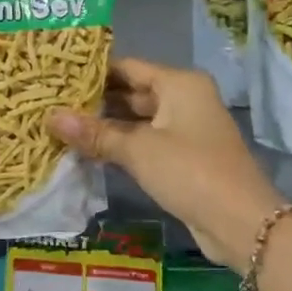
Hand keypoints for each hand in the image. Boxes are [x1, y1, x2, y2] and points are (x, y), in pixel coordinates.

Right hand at [48, 58, 281, 270]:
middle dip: (94, 101)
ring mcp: (185, 129)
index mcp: (179, 83)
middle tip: (51, 102)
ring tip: (60, 125)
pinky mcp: (183, 157)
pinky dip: (119, 145)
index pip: (127, 67)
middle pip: (131, 92)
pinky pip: (144, 142)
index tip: (57, 77)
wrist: (241, 223)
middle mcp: (184, 99)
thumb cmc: (189, 171)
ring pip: (136, 120)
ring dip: (104, 125)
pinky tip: (86, 150)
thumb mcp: (137, 150)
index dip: (91, 72)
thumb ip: (94, 132)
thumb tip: (50, 117)